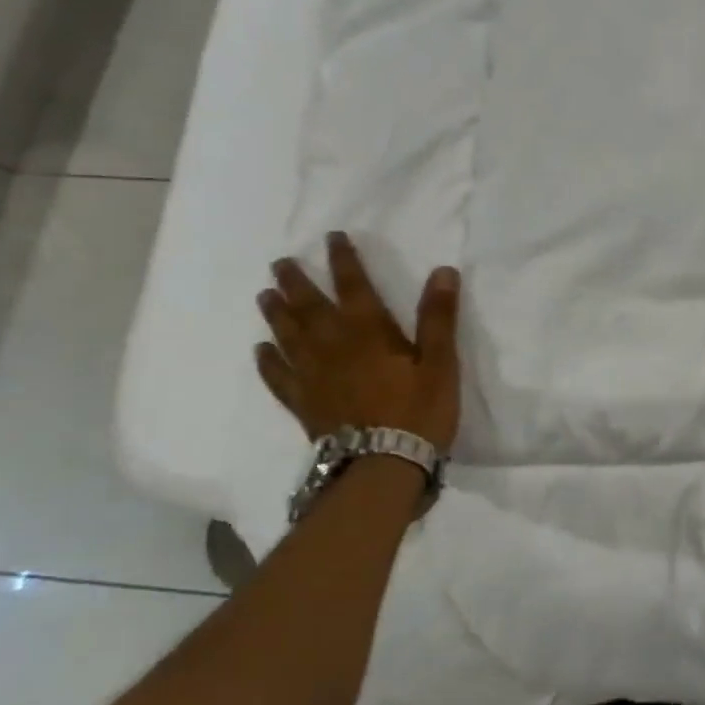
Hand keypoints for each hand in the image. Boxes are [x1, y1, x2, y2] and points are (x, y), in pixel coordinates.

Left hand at [255, 233, 462, 451]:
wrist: (383, 466)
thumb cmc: (419, 412)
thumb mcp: (441, 363)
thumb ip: (439, 317)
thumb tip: (443, 271)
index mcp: (369, 332)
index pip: (353, 286)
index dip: (343, 261)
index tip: (332, 238)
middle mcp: (333, 347)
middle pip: (310, 307)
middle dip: (297, 282)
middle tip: (281, 263)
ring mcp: (313, 376)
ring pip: (288, 336)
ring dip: (276, 313)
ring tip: (265, 295)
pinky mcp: (304, 404)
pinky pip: (279, 377)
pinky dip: (268, 361)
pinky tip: (261, 350)